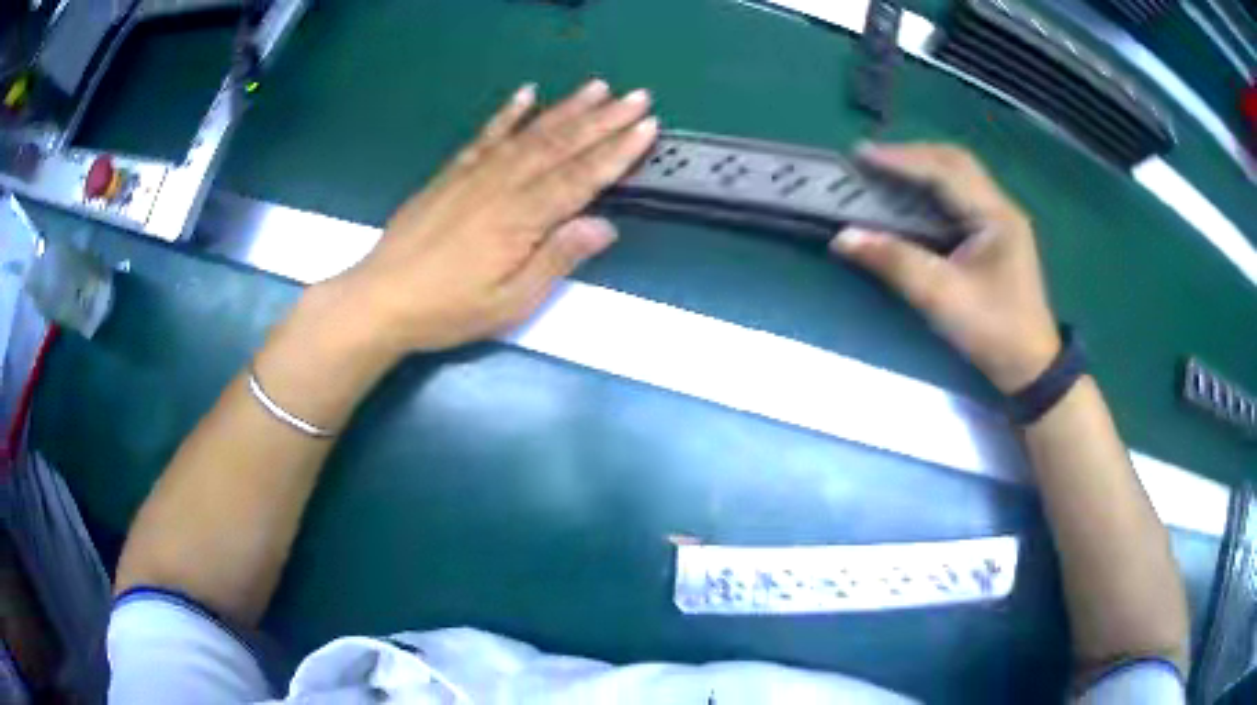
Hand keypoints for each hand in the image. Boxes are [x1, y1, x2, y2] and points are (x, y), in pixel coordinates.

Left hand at [320, 80, 657, 354]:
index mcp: (521, 218)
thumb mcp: (509, 302)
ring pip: (530, 133)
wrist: (381, 298)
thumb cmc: (448, 309)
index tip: (647, 127)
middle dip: (604, 119)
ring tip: (598, 87)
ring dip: (567, 108)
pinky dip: (508, 112)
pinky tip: (527, 93)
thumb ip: (556, 260)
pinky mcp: (452, 172)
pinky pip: (486, 135)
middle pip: (561, 145)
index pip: (580, 177)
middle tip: (638, 96)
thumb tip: (603, 225)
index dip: (617, 152)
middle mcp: (502, 184)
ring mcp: (474, 173)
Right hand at [830, 144, 1059, 393]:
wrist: (1030, 367)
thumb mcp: (942, 298)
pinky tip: (912, 197)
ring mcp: (1000, 220)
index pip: (945, 171)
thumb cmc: (993, 331)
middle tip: (872, 159)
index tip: (861, 155)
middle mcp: (1000, 208)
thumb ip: (895, 262)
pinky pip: (960, 197)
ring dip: (922, 168)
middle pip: (954, 162)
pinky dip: (932, 189)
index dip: (902, 159)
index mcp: (996, 215)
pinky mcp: (995, 235)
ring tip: (886, 170)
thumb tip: (844, 237)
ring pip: (959, 176)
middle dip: (912, 155)